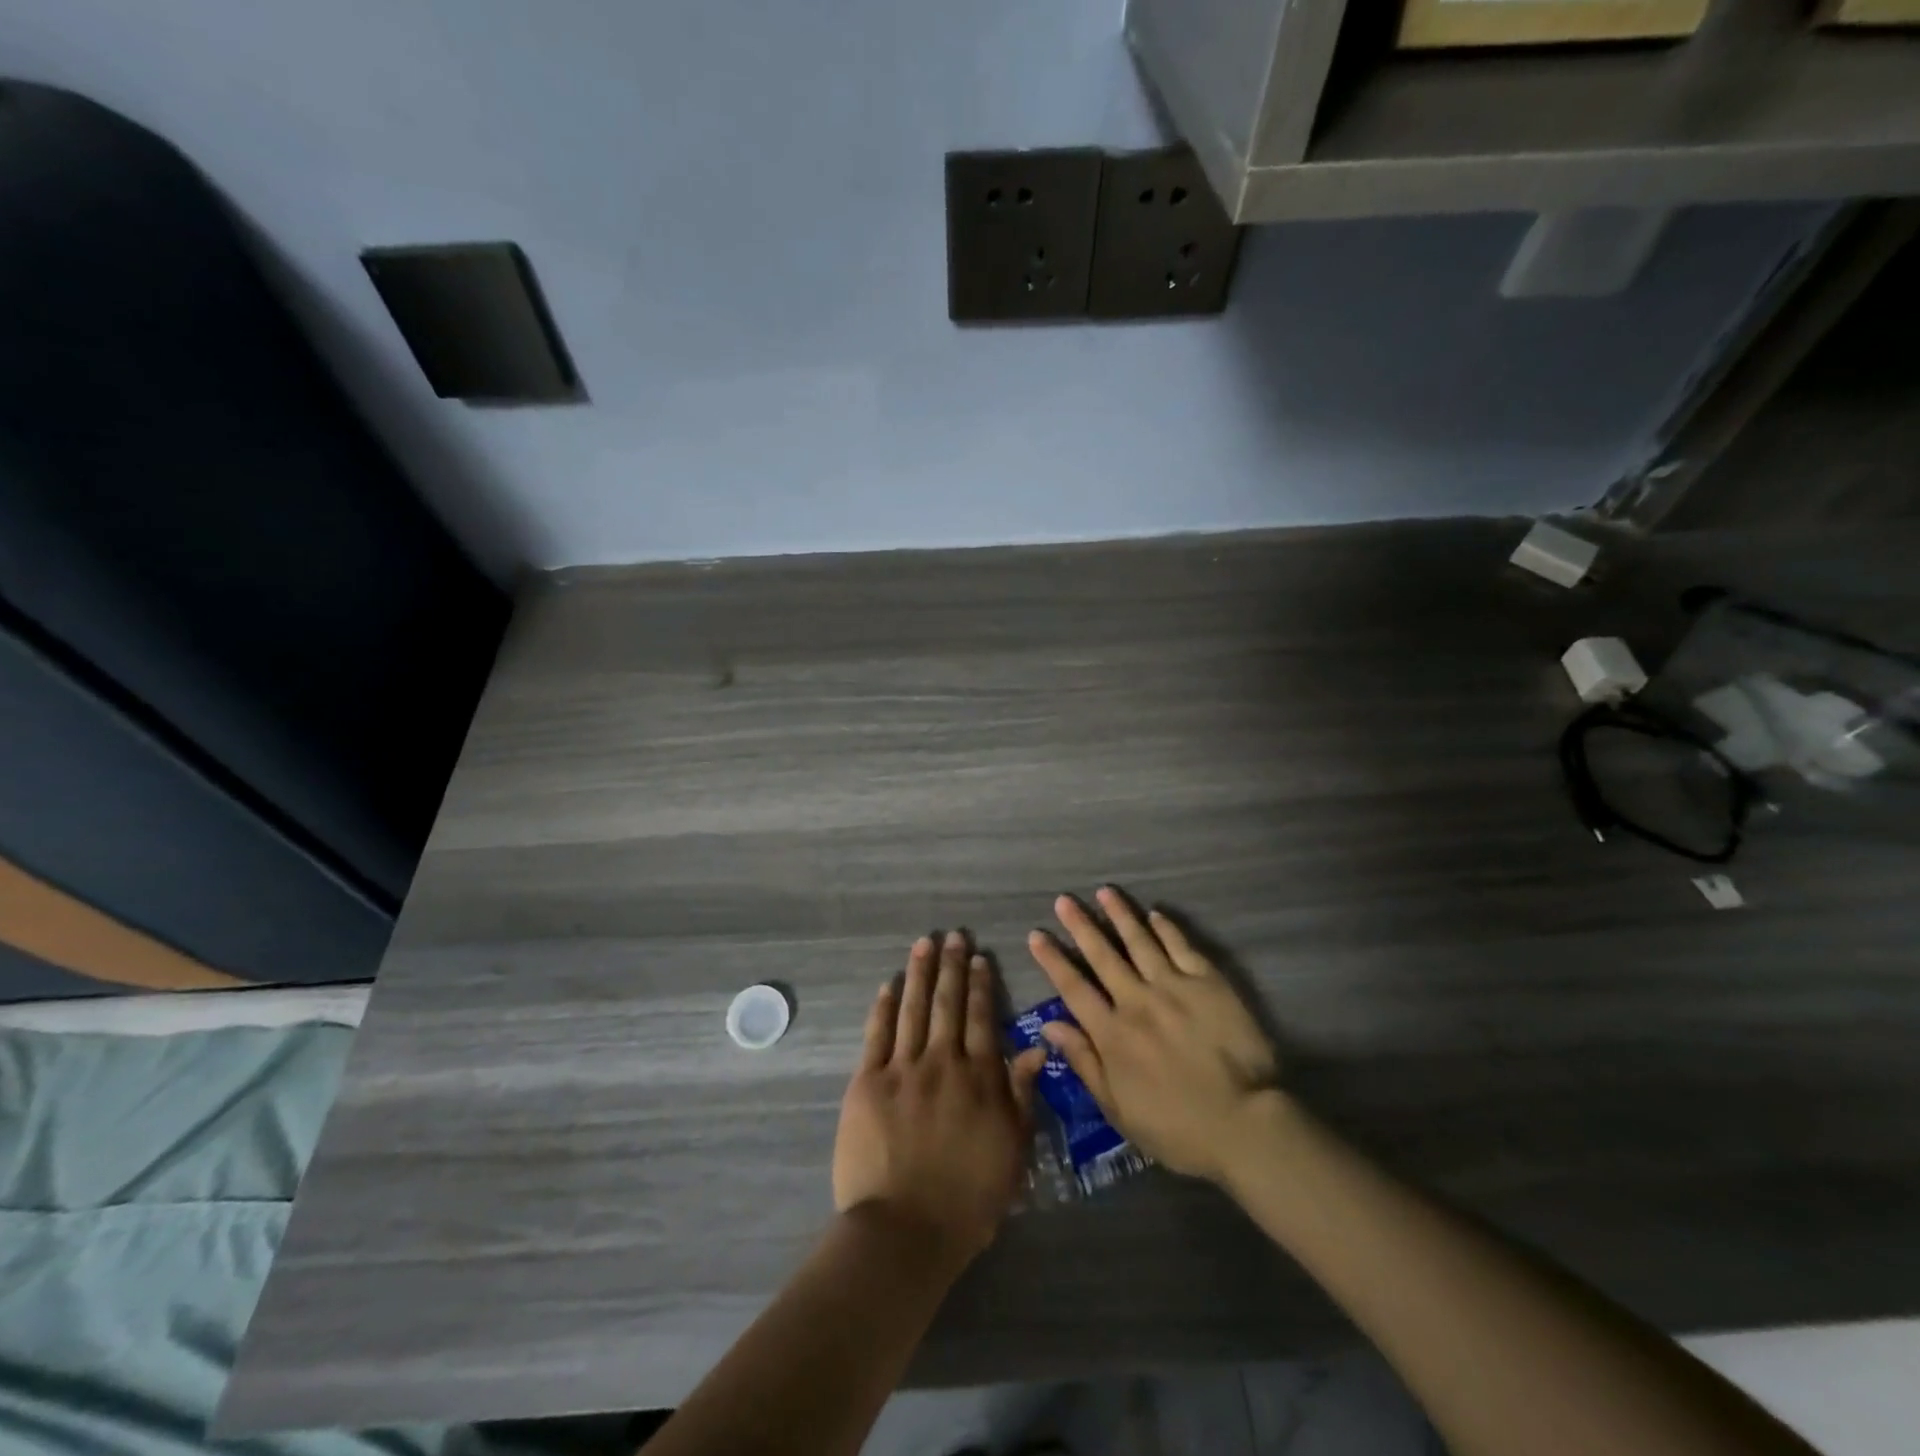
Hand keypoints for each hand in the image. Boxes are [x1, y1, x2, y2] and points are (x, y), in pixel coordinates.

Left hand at [834, 932, 1047, 1263]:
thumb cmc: (968, 1200)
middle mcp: (943, 1062)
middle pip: (947, 1004)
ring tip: (924, 944)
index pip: (982, 1019)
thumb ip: (1021, 1095)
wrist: (905, 1231)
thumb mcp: (1012, 1151)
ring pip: (913, 1009)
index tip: (979, 958)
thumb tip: (1035, 1047)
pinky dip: (884, 1007)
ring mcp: (902, 1069)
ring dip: (919, 973)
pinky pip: (877, 1035)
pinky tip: (888, 986)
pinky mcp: (867, 1082)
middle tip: (953, 936)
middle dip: (951, 966)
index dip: (981, 985)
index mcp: (979, 1078)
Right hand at [1026, 887, 1280, 1184]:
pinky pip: (1182, 947)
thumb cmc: (1177, 1128)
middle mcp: (1137, 1001)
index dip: (1053, 960)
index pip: (1073, 988)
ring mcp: (1174, 987)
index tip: (1037, 935)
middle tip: (1063, 900)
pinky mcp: (1208, 983)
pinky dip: (1166, 928)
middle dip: (1080, 925)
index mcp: (1112, 1034)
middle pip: (1103, 955)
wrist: (1245, 1125)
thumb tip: (1050, 1025)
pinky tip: (1154, 914)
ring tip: (1104, 892)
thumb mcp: (1118, 1109)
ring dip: (1120, 915)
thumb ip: (1084, 1062)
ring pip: (1140, 941)